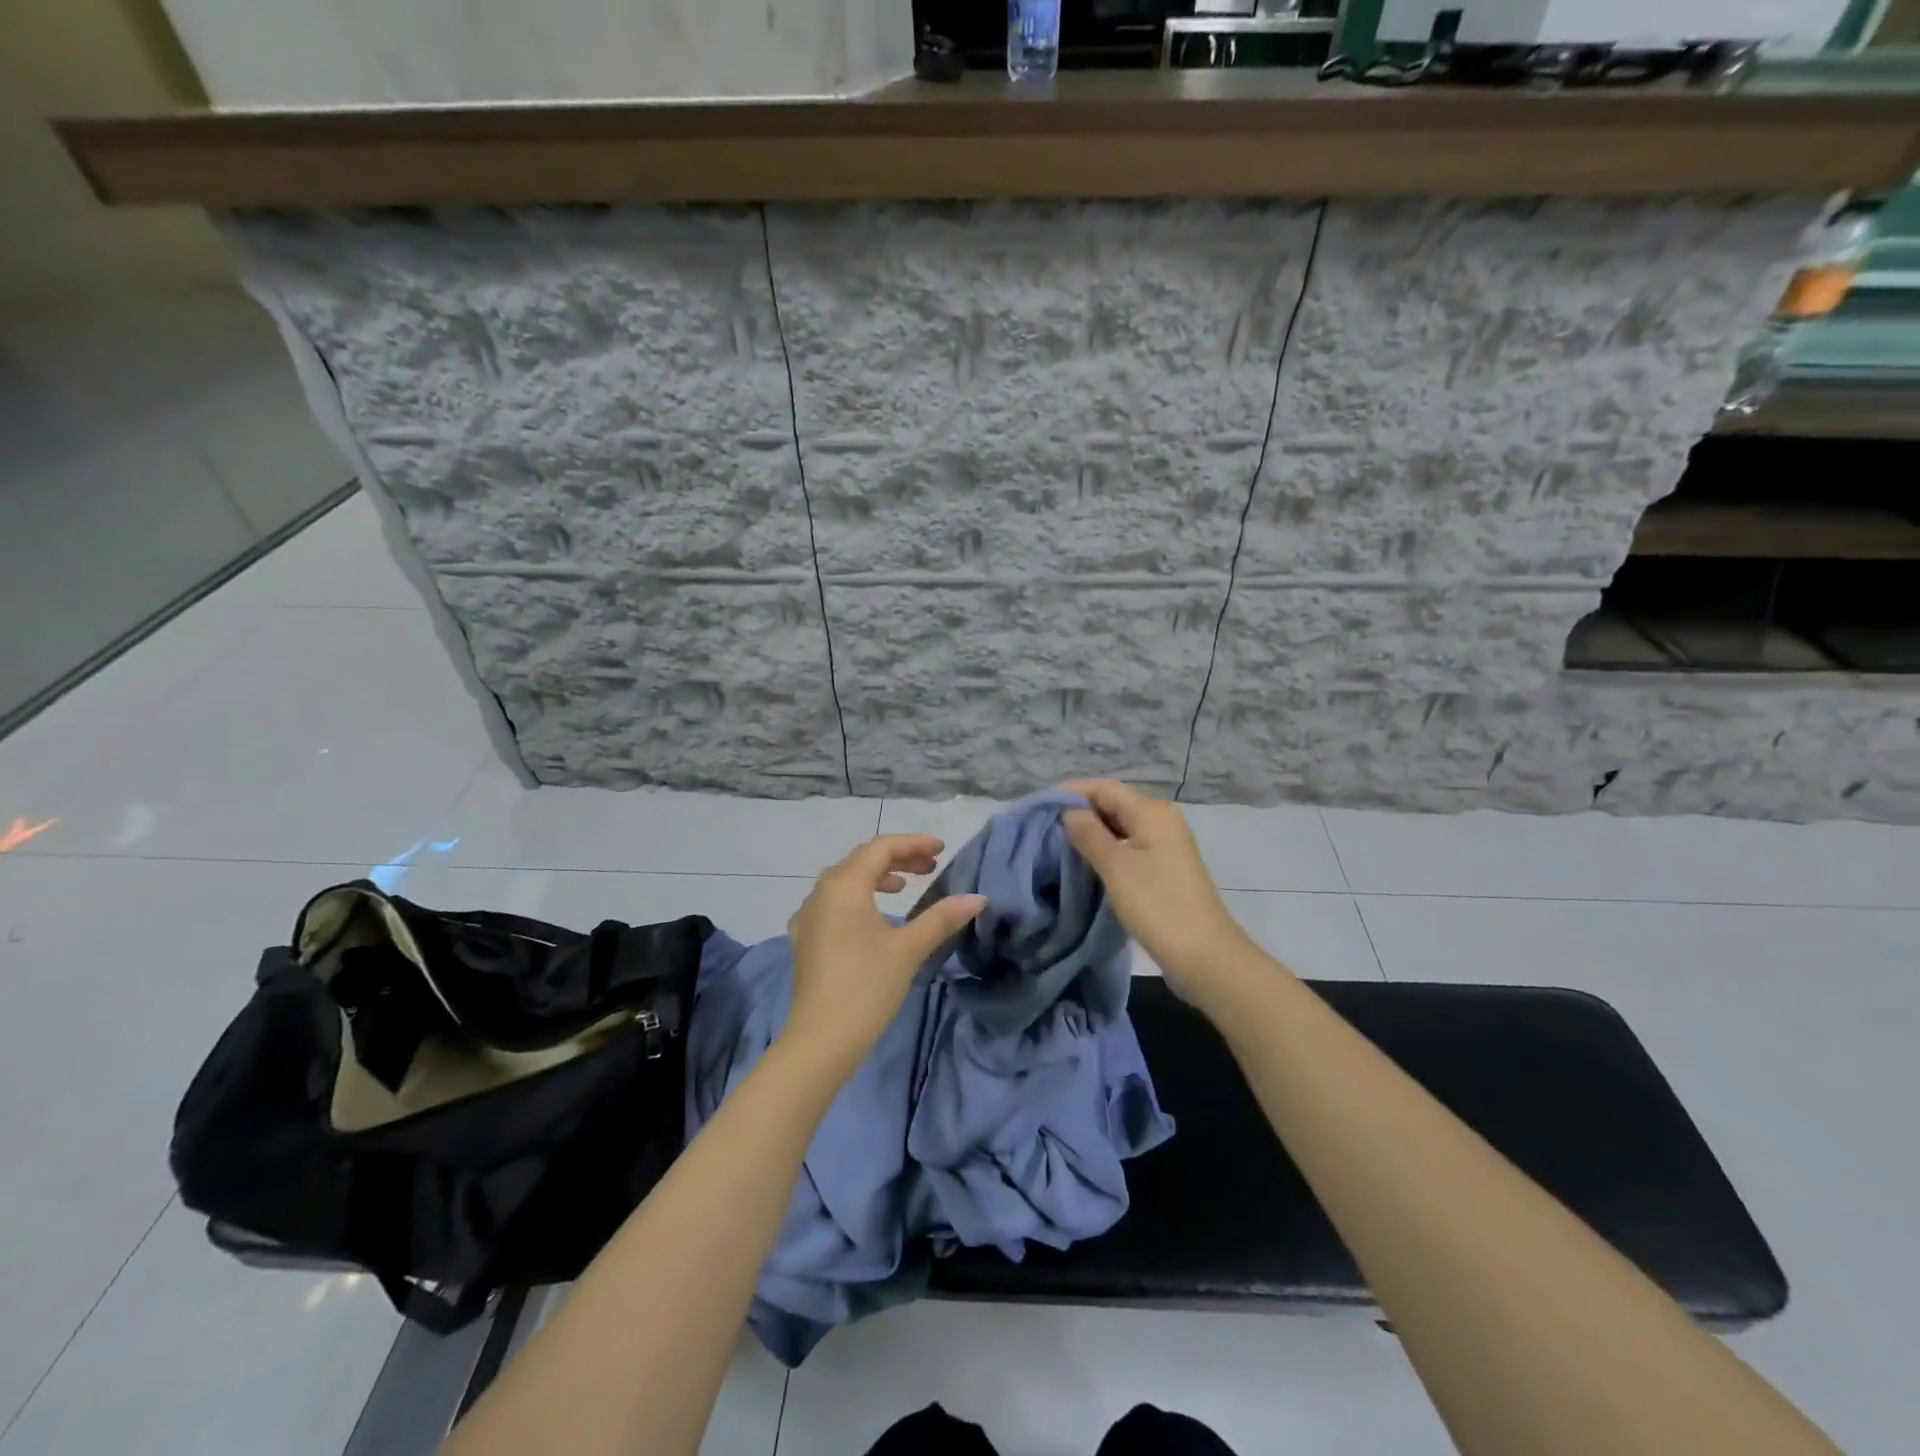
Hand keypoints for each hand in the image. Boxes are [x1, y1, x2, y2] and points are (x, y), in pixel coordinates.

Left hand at [781, 835, 986, 1077]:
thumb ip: (942, 918)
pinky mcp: (805, 939)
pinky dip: (859, 897)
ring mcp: (807, 916)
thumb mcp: (909, 948)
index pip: (881, 848)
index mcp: (843, 886)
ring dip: (878, 877)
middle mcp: (820, 893)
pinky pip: (834, 902)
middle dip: (898, 858)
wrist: (820, 1040)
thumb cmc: (867, 987)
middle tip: (931, 867)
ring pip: (846, 881)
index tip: (942, 849)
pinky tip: (875, 916)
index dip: (913, 844)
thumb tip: (977, 898)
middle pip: (862, 860)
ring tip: (906, 886)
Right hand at [1061, 780, 1252, 994]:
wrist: (1204, 955)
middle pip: (1114, 804)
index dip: (1072, 792)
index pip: (1105, 788)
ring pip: (1121, 827)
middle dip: (1080, 812)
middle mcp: (1161, 821)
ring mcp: (1166, 845)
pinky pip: (1129, 847)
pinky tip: (1086, 863)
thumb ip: (1089, 834)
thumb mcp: (1115, 867)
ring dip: (1092, 832)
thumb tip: (1069, 812)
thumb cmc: (1157, 905)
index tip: (1041, 806)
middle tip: (1045, 827)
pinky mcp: (1165, 868)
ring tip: (1059, 844)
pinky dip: (1107, 849)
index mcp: (1151, 812)